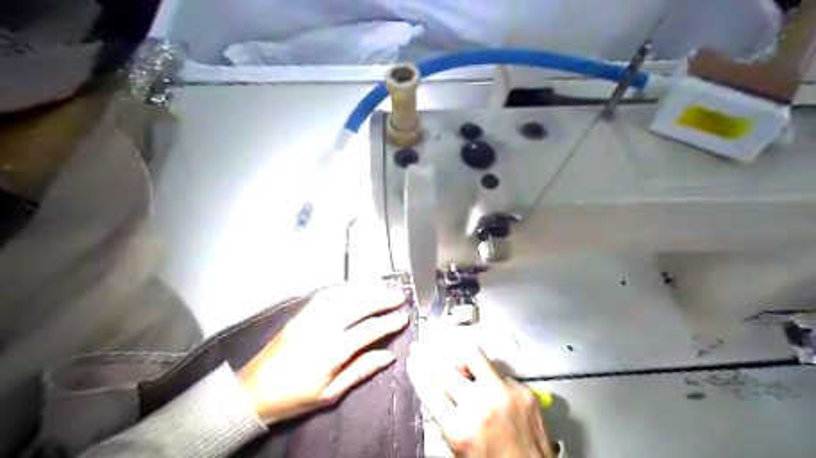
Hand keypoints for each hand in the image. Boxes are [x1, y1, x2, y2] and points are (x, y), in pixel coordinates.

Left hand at [239, 284, 410, 422]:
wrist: (252, 392)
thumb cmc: (294, 397)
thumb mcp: (330, 394)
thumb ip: (360, 370)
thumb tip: (387, 356)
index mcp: (331, 350)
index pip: (368, 330)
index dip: (389, 323)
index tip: (404, 317)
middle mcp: (322, 327)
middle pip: (358, 305)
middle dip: (382, 298)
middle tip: (399, 296)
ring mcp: (309, 317)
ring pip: (344, 296)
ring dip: (366, 290)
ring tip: (383, 289)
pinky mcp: (300, 314)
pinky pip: (326, 296)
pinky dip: (344, 290)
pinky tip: (355, 289)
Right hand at [406, 340, 553, 457]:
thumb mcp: (458, 449)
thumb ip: (445, 417)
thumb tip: (435, 390)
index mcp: (460, 428)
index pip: (429, 388)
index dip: (417, 370)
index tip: (413, 360)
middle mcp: (482, 405)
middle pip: (445, 367)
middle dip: (429, 354)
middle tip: (423, 347)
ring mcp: (505, 394)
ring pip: (473, 355)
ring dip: (459, 356)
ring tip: (455, 357)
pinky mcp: (523, 390)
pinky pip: (497, 370)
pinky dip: (487, 374)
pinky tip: (486, 383)